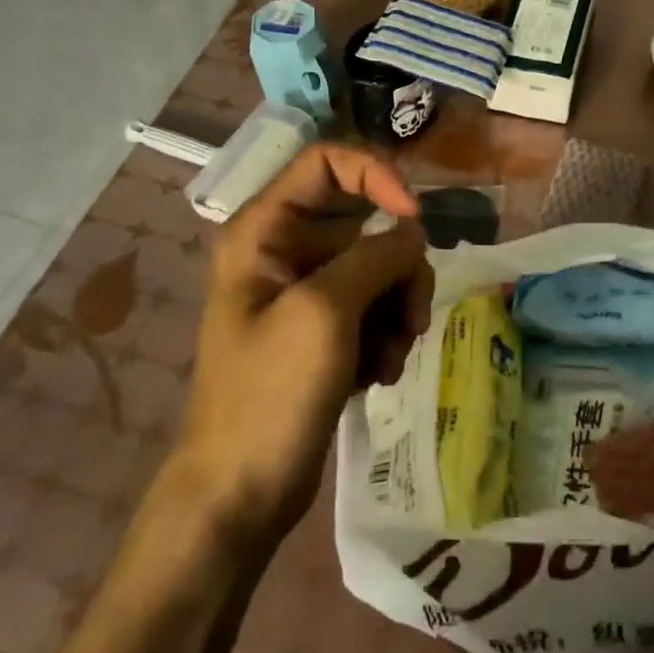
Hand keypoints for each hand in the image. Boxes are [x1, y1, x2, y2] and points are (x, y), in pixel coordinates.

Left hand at [179, 143, 433, 544]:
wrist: (241, 491)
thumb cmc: (270, 393)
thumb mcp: (326, 312)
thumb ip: (376, 256)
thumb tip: (413, 231)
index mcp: (265, 229)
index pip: (328, 161)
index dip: (376, 176)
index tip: (412, 218)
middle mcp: (286, 250)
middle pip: (367, 221)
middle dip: (399, 267)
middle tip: (411, 316)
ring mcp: (307, 291)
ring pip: (380, 267)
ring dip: (399, 308)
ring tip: (391, 357)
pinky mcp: (325, 328)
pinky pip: (375, 306)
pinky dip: (387, 334)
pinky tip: (379, 374)